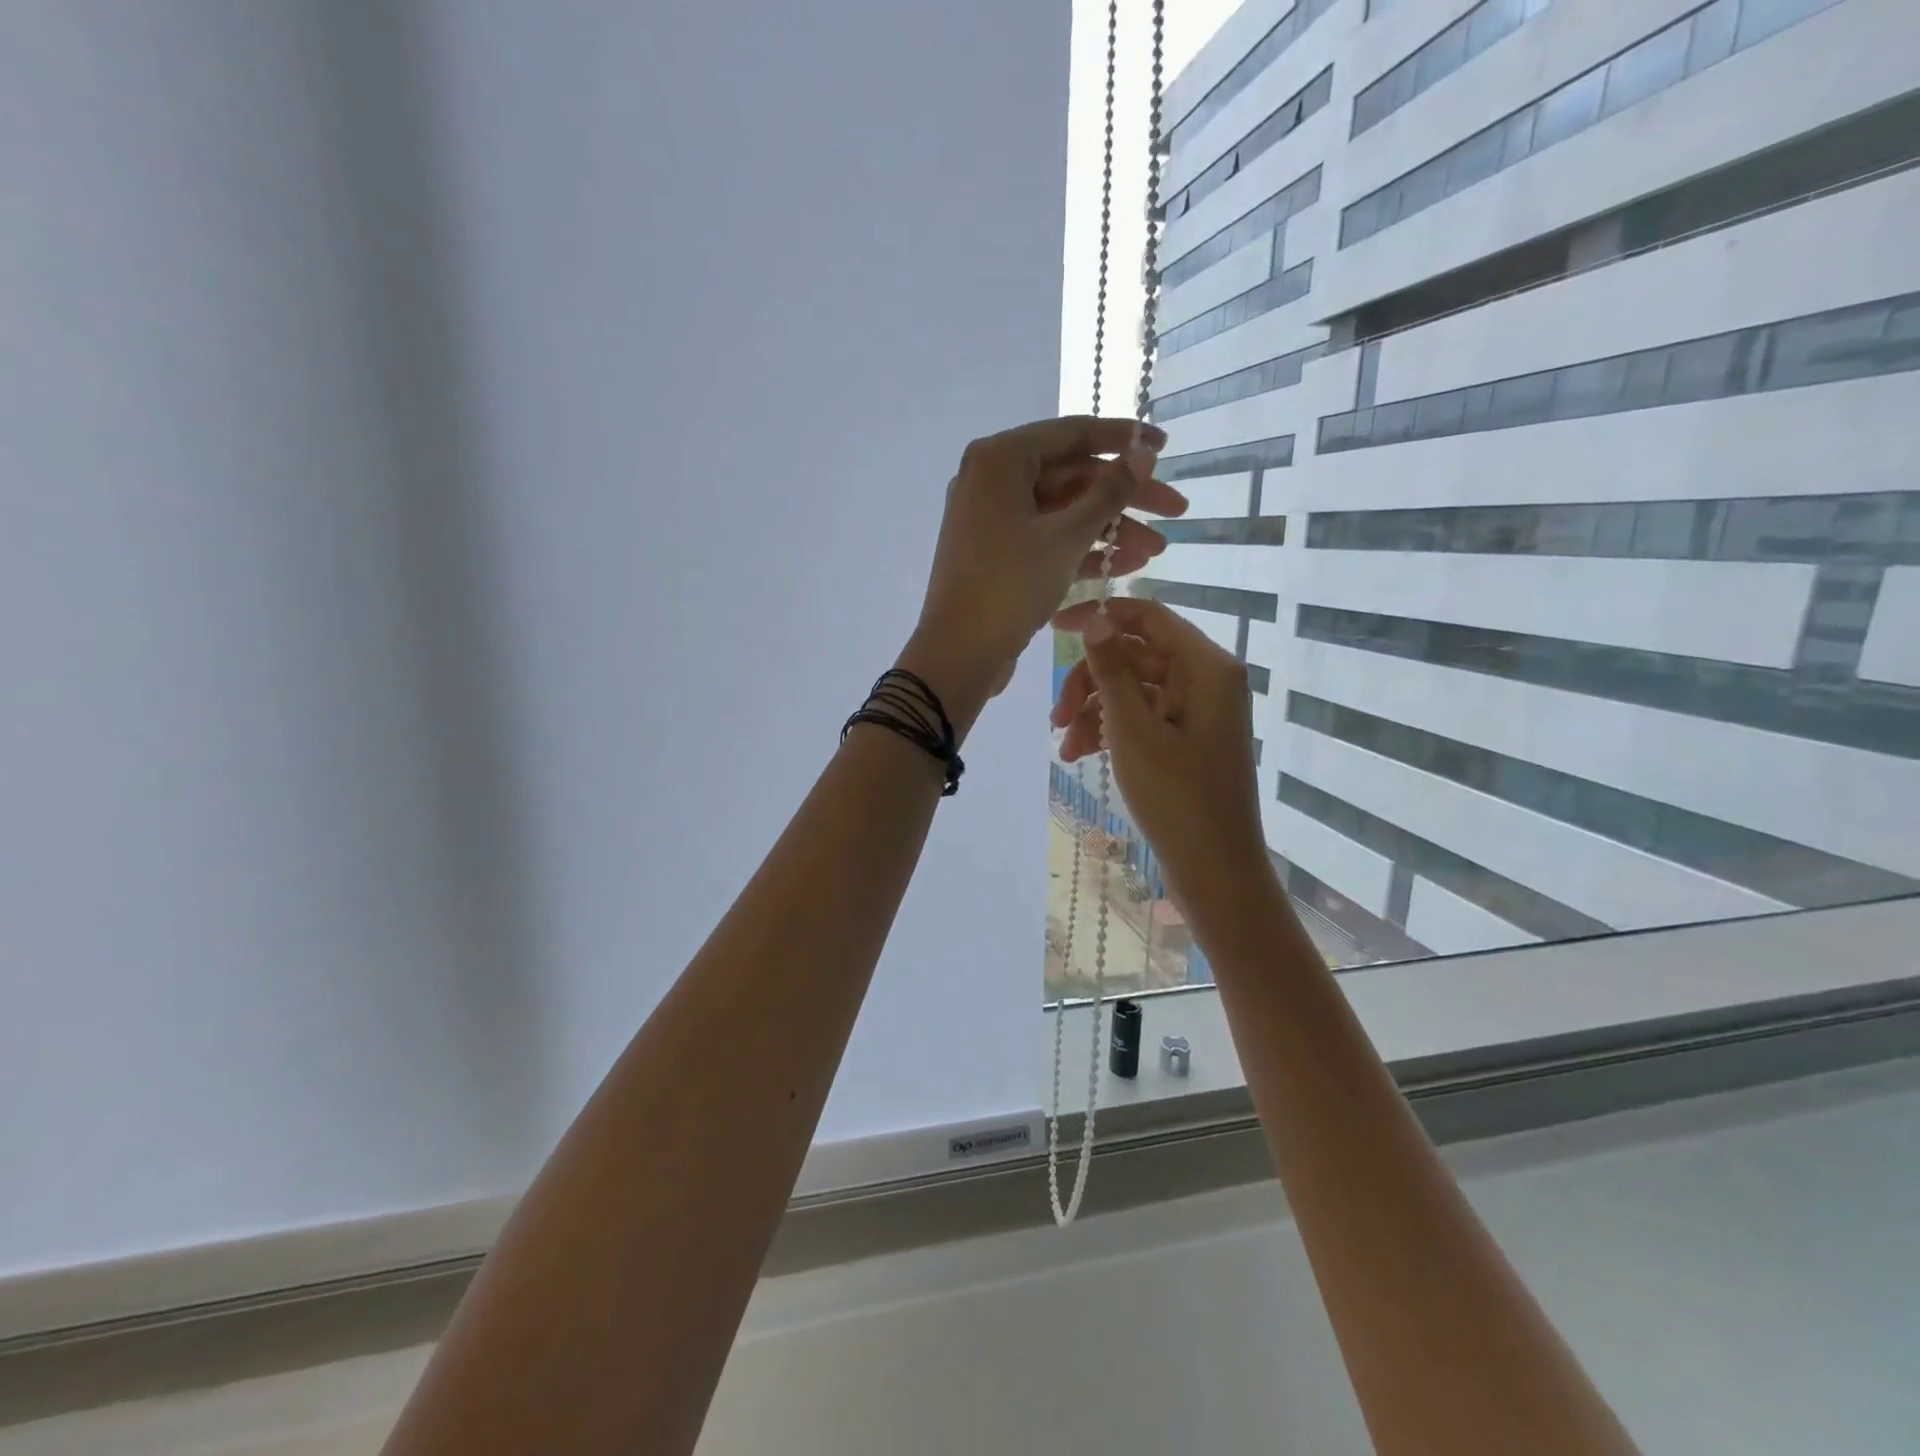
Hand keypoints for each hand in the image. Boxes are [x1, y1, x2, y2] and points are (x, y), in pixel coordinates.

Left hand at [907, 416, 1187, 708]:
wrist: (958, 653)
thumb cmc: (1009, 586)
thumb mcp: (1066, 536)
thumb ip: (1109, 492)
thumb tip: (1143, 452)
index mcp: (1000, 460)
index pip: (1073, 434)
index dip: (1124, 438)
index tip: (1165, 447)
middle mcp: (992, 480)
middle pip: (1071, 476)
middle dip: (1124, 498)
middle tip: (1176, 511)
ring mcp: (992, 519)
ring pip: (1062, 512)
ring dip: (1110, 529)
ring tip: (1157, 551)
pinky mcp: (998, 554)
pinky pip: (1046, 539)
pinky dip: (1082, 550)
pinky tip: (1126, 566)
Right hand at [1050, 597, 1267, 903]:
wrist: (1215, 868)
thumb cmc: (1176, 796)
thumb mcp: (1133, 730)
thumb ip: (1112, 669)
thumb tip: (1095, 618)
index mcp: (1206, 666)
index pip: (1147, 616)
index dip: (1099, 616)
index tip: (1052, 629)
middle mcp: (1207, 679)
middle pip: (1136, 656)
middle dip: (1090, 682)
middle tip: (1055, 716)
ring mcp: (1199, 710)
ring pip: (1134, 689)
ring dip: (1094, 711)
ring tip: (1065, 747)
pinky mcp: (1189, 738)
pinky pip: (1144, 717)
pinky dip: (1112, 730)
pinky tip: (1081, 754)